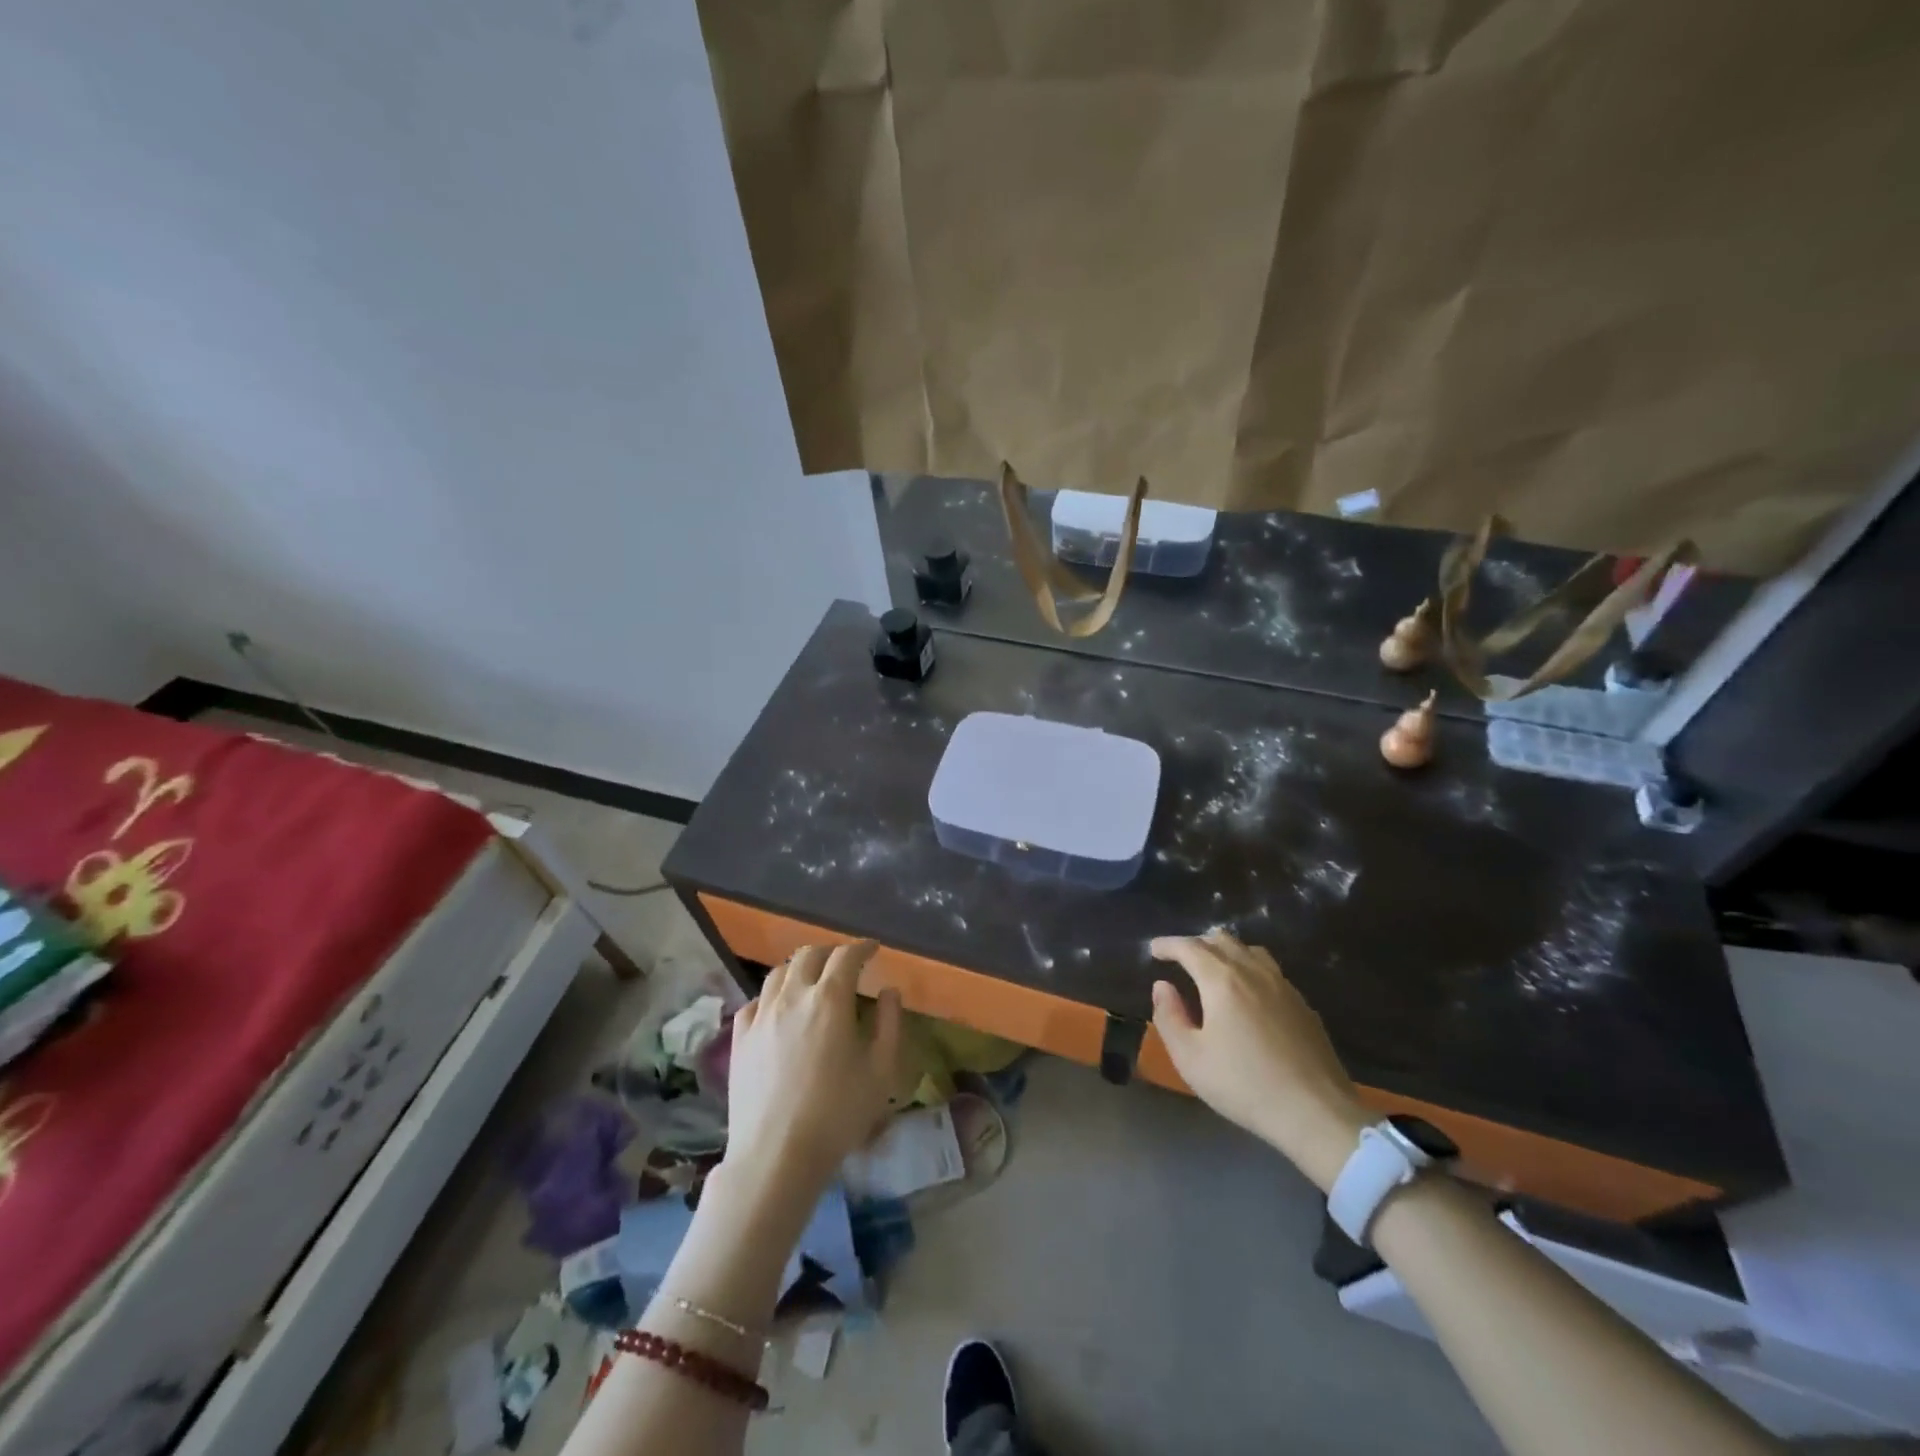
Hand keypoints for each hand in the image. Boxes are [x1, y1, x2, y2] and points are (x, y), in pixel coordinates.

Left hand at [724, 942, 902, 1202]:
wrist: (776, 1155)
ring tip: (812, 980)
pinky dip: (772, 995)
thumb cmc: (838, 1113)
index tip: (873, 949)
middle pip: (809, 955)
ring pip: (779, 973)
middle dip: (831, 952)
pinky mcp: (739, 1039)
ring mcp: (761, 1015)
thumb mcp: (881, 1071)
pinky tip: (778, 1009)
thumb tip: (889, 992)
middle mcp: (793, 995)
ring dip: (800, 968)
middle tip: (845, 962)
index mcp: (830, 998)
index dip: (862, 947)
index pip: (847, 956)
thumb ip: (890, 1023)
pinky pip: (755, 1001)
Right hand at [1150, 931, 1369, 1191]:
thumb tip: (1162, 986)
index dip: (1168, 944)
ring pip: (1249, 950)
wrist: (1315, 1112)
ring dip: (1225, 951)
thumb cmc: (1245, 1085)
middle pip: (1221, 940)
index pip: (1189, 947)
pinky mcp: (1303, 1004)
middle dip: (1195, 944)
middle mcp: (1253, 972)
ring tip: (1213, 968)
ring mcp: (1283, 986)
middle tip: (1179, 959)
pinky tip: (1248, 992)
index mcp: (1222, 980)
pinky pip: (1270, 970)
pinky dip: (1249, 968)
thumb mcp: (1190, 1058)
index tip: (1154, 950)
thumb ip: (1169, 1016)